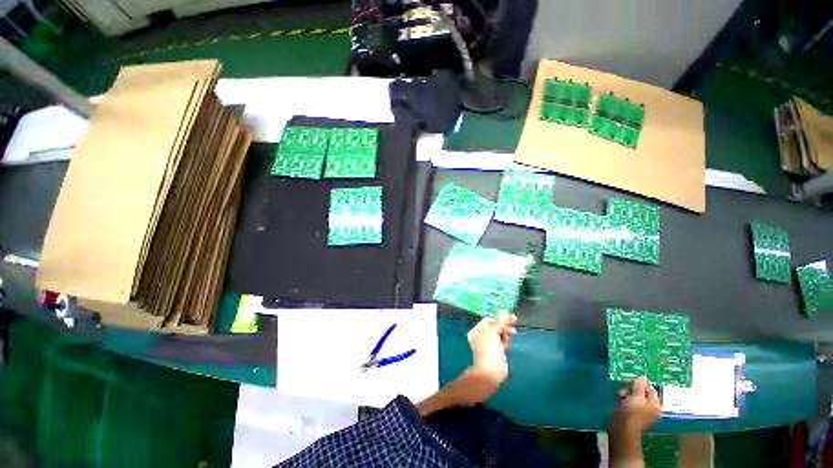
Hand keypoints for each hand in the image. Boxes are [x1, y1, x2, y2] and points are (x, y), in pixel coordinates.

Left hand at [415, 313, 517, 415]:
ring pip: (498, 334)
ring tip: (508, 340)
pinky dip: (504, 341)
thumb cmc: (489, 351)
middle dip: (503, 327)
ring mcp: (487, 344)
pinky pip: (500, 342)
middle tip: (513, 329)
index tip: (512, 319)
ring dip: (505, 334)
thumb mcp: (493, 333)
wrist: (490, 373)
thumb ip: (499, 322)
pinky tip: (507, 345)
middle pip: (494, 326)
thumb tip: (504, 311)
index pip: (490, 320)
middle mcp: (480, 336)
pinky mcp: (494, 352)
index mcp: (477, 330)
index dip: (500, 319)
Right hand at [610, 376, 661, 433]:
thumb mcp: (637, 396)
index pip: (651, 390)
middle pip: (641, 392)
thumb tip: (643, 377)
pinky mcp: (630, 411)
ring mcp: (639, 410)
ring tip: (621, 395)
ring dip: (626, 392)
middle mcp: (649, 407)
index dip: (642, 384)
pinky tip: (619, 399)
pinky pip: (628, 400)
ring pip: (633, 395)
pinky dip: (623, 398)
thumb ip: (640, 386)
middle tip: (626, 389)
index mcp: (655, 405)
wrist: (622, 426)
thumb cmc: (632, 411)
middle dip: (632, 388)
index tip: (632, 382)